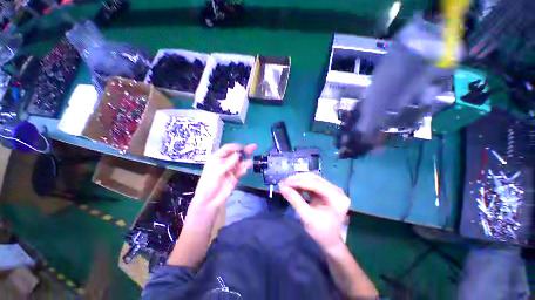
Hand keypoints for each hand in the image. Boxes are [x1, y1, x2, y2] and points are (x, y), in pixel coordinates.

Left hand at [192, 143, 256, 208]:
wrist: (210, 199)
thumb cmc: (209, 182)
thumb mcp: (217, 170)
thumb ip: (228, 162)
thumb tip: (238, 154)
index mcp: (217, 157)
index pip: (228, 148)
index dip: (236, 147)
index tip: (244, 147)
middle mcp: (225, 161)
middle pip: (236, 154)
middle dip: (244, 150)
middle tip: (253, 147)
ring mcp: (231, 169)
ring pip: (240, 162)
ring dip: (245, 161)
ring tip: (249, 163)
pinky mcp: (235, 176)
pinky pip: (241, 170)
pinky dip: (244, 168)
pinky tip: (246, 168)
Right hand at [279, 173, 349, 249]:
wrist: (330, 241)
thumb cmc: (321, 232)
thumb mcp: (307, 217)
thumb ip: (295, 200)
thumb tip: (282, 187)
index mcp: (336, 197)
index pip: (315, 184)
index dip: (298, 182)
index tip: (284, 183)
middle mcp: (337, 190)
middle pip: (314, 179)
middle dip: (298, 180)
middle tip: (284, 182)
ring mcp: (332, 190)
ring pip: (313, 179)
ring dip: (299, 181)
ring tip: (287, 183)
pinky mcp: (327, 191)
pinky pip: (313, 184)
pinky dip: (302, 184)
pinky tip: (293, 186)